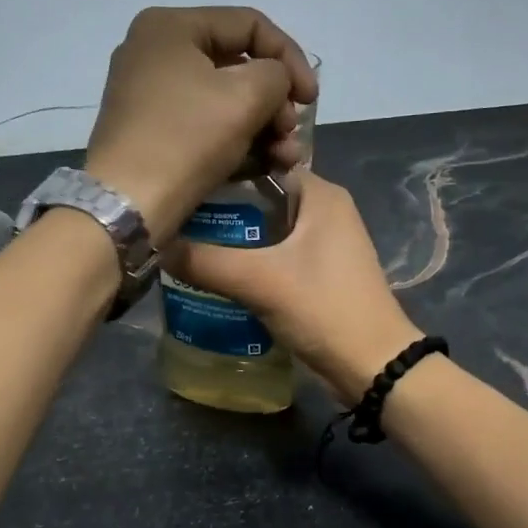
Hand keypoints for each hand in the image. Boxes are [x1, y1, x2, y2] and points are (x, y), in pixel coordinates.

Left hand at [84, 6, 317, 246]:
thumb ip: (276, 75)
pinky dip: (236, 144)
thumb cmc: (186, 139)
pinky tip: (265, 168)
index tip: (312, 99)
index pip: (249, 25)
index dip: (291, 57)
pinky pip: (204, 128)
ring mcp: (150, 96)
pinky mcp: (152, 135)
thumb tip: (275, 83)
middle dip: (275, 102)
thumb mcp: (245, 97)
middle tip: (291, 133)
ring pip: (223, 102)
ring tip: (286, 159)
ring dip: (263, 129)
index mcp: (170, 27)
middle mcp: (155, 53)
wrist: (128, 203)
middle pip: (236, 66)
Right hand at [162, 173, 422, 404]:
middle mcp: (324, 210)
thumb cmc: (323, 308)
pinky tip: (214, 273)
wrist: (371, 365)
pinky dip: (247, 261)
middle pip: (260, 198)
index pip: (262, 163)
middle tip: (175, 217)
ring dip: (231, 239)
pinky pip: (274, 256)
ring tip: (183, 243)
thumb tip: (155, 246)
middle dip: (220, 209)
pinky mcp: (318, 274)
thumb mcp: (259, 281)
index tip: (182, 184)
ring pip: (266, 230)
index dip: (222, 171)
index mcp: (320, 194)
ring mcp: (323, 244)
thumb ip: (205, 261)